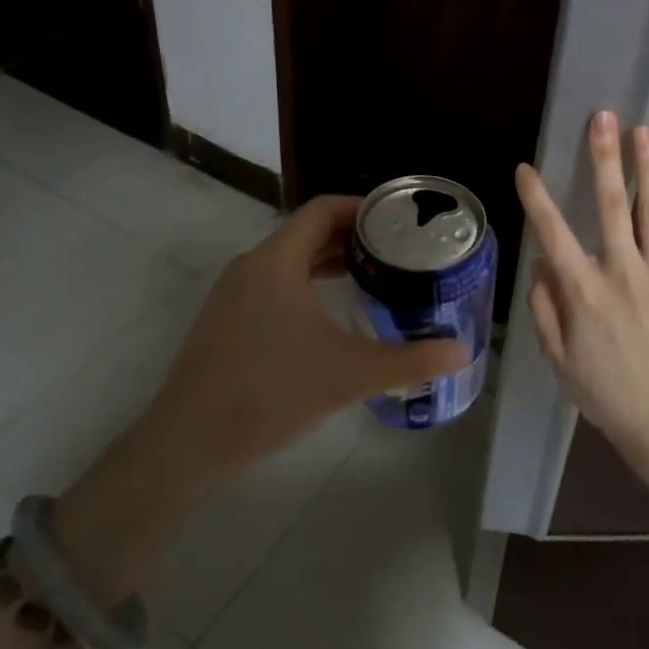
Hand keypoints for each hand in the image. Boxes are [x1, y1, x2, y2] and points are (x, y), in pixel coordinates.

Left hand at [58, 196, 466, 600]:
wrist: (187, 442)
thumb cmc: (270, 393)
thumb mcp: (348, 375)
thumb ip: (408, 362)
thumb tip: (462, 353)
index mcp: (276, 261)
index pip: (322, 209)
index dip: (362, 207)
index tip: (398, 220)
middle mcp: (251, 266)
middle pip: (307, 232)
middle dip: (352, 237)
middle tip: (396, 252)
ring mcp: (233, 293)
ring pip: (289, 260)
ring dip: (328, 262)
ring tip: (372, 278)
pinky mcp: (226, 319)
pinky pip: (274, 284)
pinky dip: (306, 284)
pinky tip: (330, 316)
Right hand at [515, 111, 648, 460]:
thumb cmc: (606, 392)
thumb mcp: (558, 358)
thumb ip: (545, 308)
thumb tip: (540, 264)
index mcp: (583, 290)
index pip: (553, 233)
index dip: (536, 198)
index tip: (526, 168)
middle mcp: (622, 271)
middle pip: (609, 206)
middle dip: (603, 158)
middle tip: (603, 117)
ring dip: (648, 168)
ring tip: (645, 131)